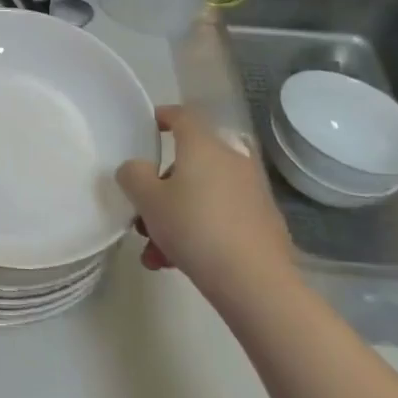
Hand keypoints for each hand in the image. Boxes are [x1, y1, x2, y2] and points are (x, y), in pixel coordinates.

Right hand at [117, 105, 293, 288]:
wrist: (256, 282)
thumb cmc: (195, 227)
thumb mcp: (148, 200)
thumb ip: (133, 176)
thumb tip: (136, 168)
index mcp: (204, 145)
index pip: (183, 116)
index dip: (163, 116)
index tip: (149, 127)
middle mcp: (231, 160)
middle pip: (189, 164)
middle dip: (161, 189)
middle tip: (143, 214)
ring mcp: (252, 192)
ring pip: (202, 195)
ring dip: (175, 218)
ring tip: (156, 253)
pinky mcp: (263, 223)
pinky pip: (221, 217)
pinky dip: (199, 231)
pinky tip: (179, 264)